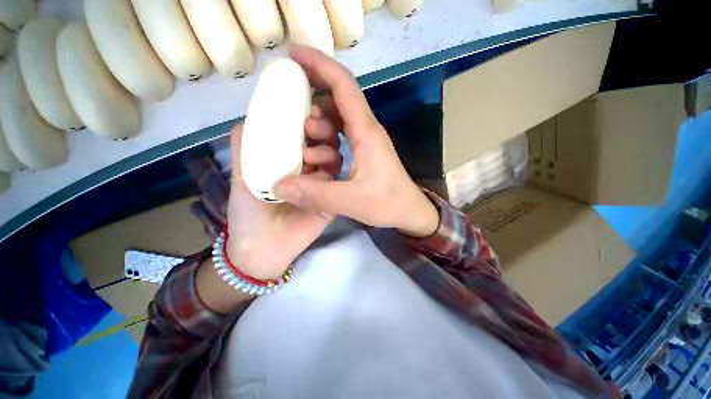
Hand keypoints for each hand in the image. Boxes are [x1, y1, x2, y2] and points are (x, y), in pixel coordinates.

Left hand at [224, 118, 341, 280]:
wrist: (263, 246)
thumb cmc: (249, 209)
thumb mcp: (242, 173)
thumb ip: (245, 144)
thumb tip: (254, 115)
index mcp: (291, 159)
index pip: (305, 134)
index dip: (307, 119)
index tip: (307, 108)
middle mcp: (310, 167)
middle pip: (324, 143)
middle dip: (322, 131)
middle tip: (312, 127)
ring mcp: (322, 183)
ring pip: (334, 159)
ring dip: (326, 151)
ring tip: (310, 156)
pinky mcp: (330, 199)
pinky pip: (335, 181)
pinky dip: (328, 174)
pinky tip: (318, 175)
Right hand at [275, 46, 438, 237]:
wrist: (410, 213)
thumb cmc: (388, 204)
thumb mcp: (351, 201)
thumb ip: (316, 194)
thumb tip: (279, 186)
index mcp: (366, 132)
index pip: (343, 85)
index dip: (319, 65)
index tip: (292, 54)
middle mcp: (366, 130)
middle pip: (338, 99)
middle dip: (313, 104)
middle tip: (295, 124)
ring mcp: (365, 142)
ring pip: (338, 120)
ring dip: (319, 128)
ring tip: (306, 149)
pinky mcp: (363, 153)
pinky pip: (341, 137)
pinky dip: (325, 142)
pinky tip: (318, 159)